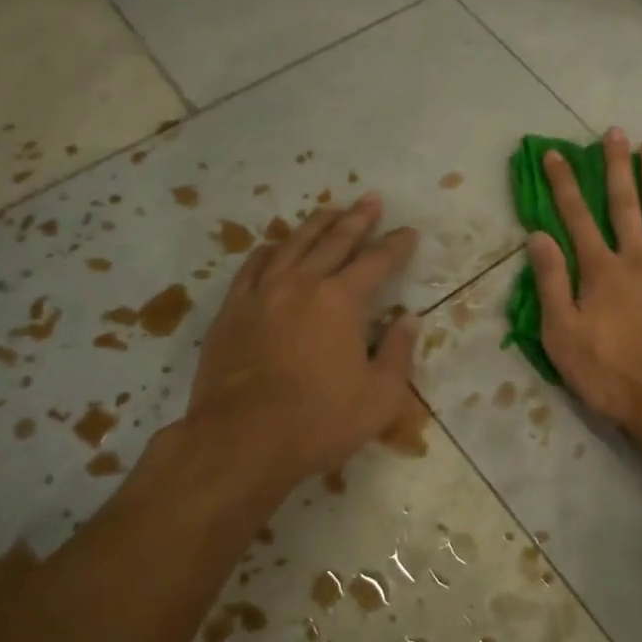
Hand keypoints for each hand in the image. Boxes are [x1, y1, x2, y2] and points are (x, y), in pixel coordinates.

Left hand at [184, 193, 418, 490]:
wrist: (241, 441)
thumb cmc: (319, 421)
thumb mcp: (380, 397)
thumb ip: (398, 353)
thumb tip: (409, 320)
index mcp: (341, 300)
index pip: (377, 262)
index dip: (396, 245)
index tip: (408, 232)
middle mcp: (302, 284)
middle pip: (334, 241)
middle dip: (358, 219)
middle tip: (371, 200)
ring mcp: (262, 293)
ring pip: (293, 245)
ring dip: (316, 225)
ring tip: (330, 211)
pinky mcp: (232, 310)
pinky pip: (253, 266)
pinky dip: (270, 250)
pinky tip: (276, 246)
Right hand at [527, 129, 641, 433]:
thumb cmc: (612, 375)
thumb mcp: (563, 336)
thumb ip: (552, 283)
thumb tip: (537, 236)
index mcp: (600, 271)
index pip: (576, 217)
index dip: (564, 184)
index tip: (556, 153)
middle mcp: (637, 258)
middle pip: (623, 204)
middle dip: (615, 166)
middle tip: (615, 132)